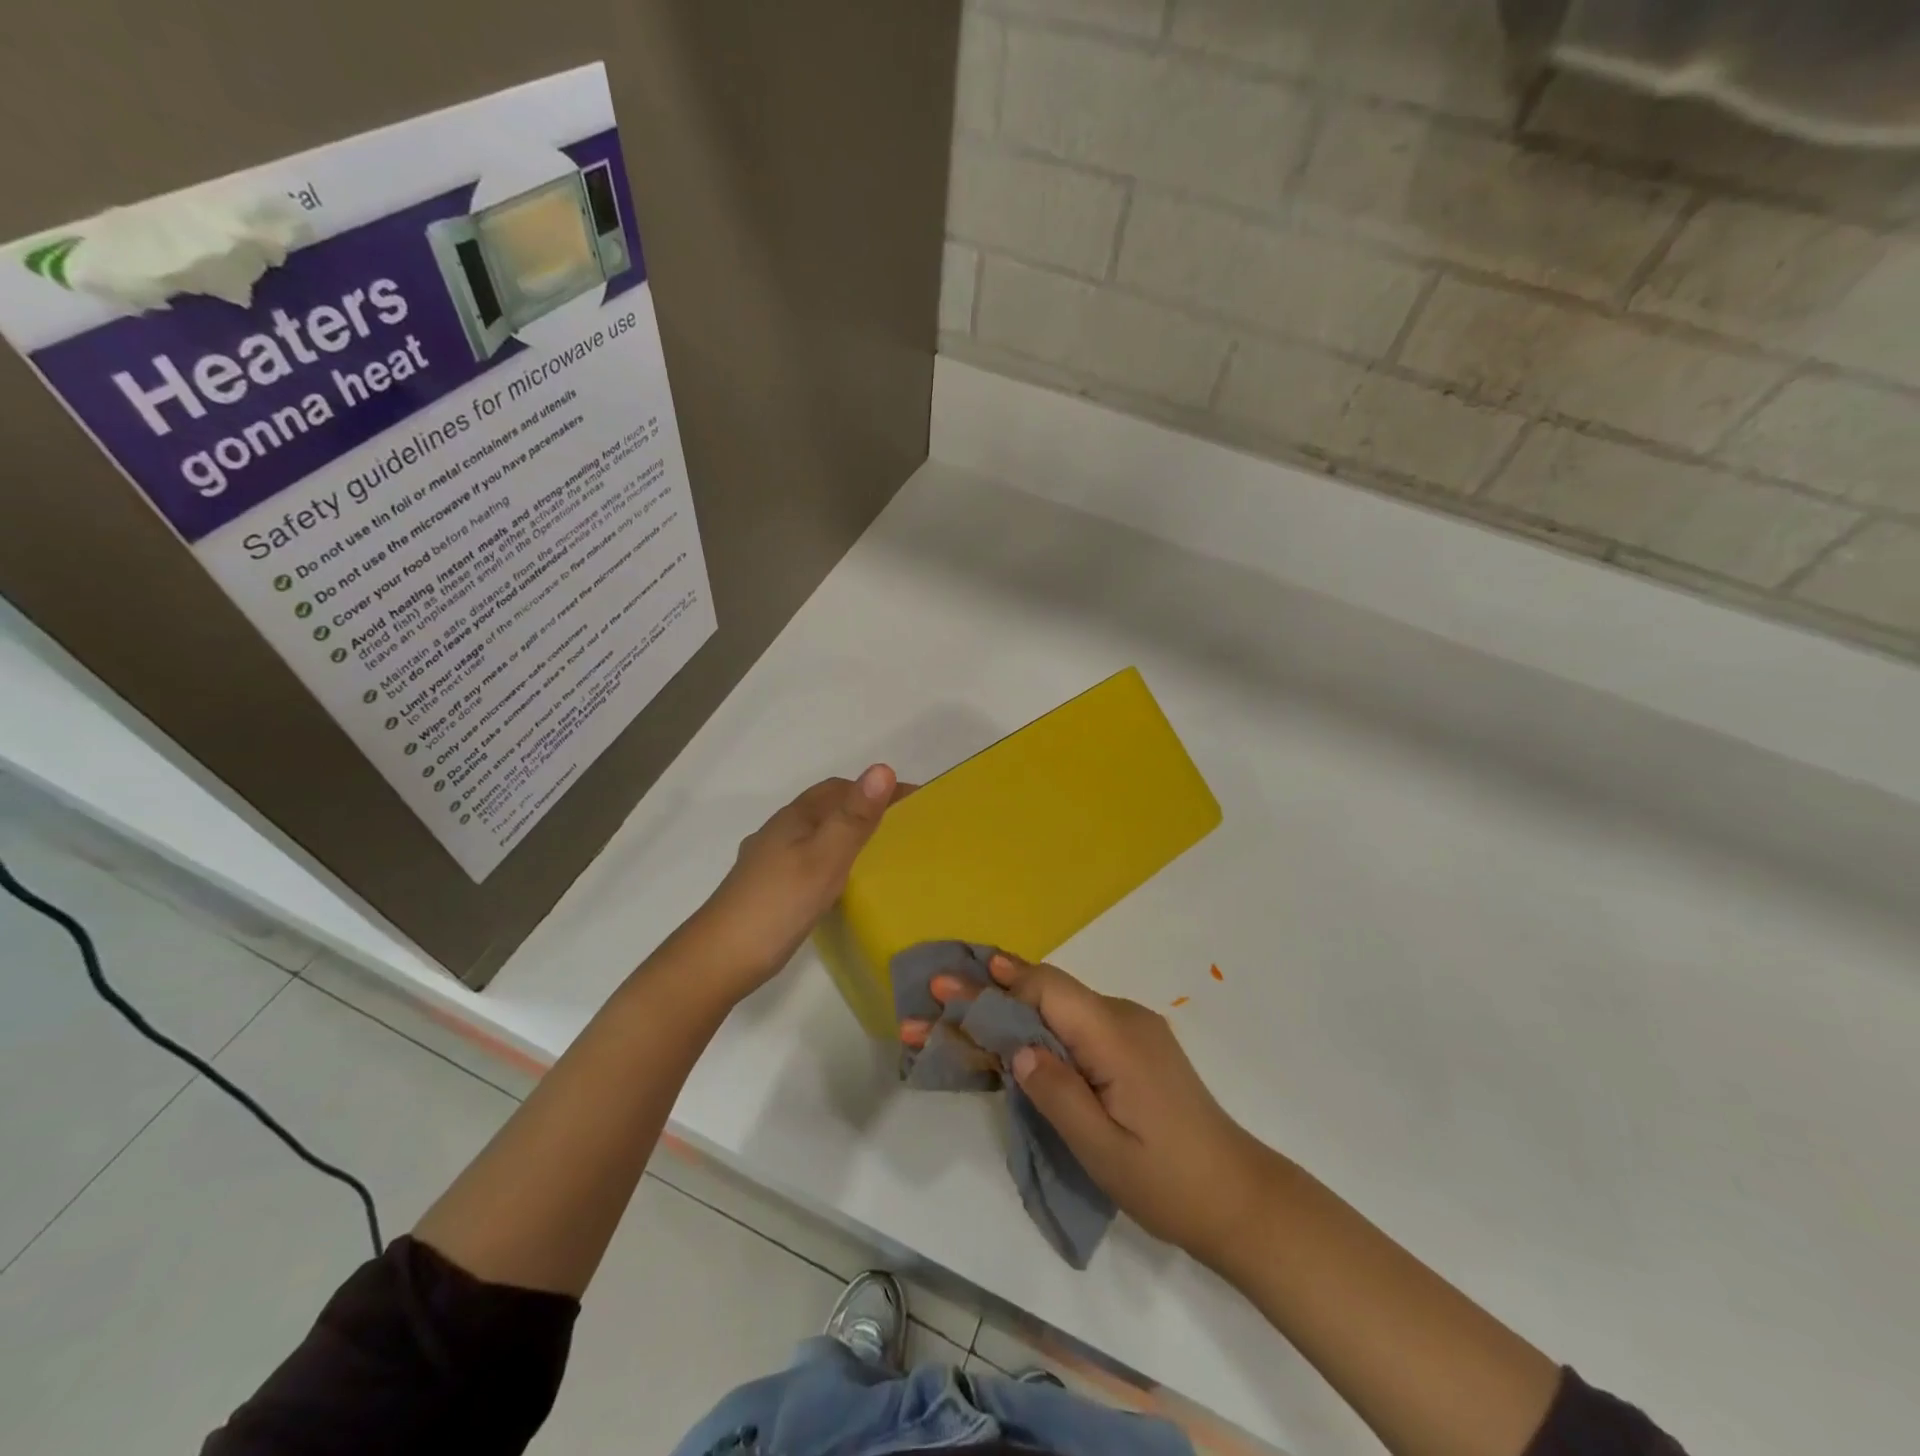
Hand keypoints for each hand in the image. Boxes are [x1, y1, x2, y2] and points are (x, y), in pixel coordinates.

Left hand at [678, 765, 908, 1000]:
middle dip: (861, 806)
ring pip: (813, 833)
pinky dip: (829, 857)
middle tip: (901, 825)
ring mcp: (767, 860)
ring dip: (843, 832)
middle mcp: (778, 831)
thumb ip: (854, 817)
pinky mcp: (765, 887)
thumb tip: (883, 768)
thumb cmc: (778, 904)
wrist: (718, 960)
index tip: (915, 800)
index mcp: (794, 818)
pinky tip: (836, 882)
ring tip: (876, 851)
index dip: (875, 789)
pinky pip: (805, 858)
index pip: (840, 788)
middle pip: (824, 807)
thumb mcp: (825, 859)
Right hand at [903, 953, 1276, 1268]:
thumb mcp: (1103, 1149)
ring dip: (1010, 1009)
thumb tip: (1016, 1049)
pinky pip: (1076, 1024)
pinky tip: (1011, 1035)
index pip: (1044, 990)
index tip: (943, 987)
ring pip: (1059, 1006)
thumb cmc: (1169, 1181)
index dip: (991, 986)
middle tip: (936, 993)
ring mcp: (1131, 1029)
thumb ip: (1057, 1092)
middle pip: (1046, 991)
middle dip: (989, 992)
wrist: (1241, 1198)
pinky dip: (1038, 1025)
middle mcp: (1122, 1017)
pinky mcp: (1133, 1047)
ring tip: (960, 1016)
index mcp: (1114, 1036)